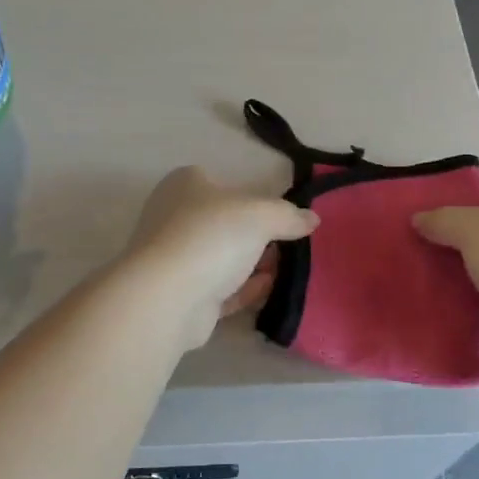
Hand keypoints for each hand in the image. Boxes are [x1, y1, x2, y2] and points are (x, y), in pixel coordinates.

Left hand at [120, 167, 319, 348]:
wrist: (167, 297)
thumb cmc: (211, 237)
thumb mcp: (261, 215)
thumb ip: (288, 215)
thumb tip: (312, 218)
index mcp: (184, 185)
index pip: (219, 181)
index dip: (249, 195)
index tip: (279, 212)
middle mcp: (173, 217)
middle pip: (223, 222)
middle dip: (255, 234)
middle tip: (290, 242)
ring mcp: (174, 258)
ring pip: (221, 258)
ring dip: (252, 264)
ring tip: (289, 268)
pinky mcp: (180, 295)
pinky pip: (219, 289)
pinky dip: (244, 289)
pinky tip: (270, 288)